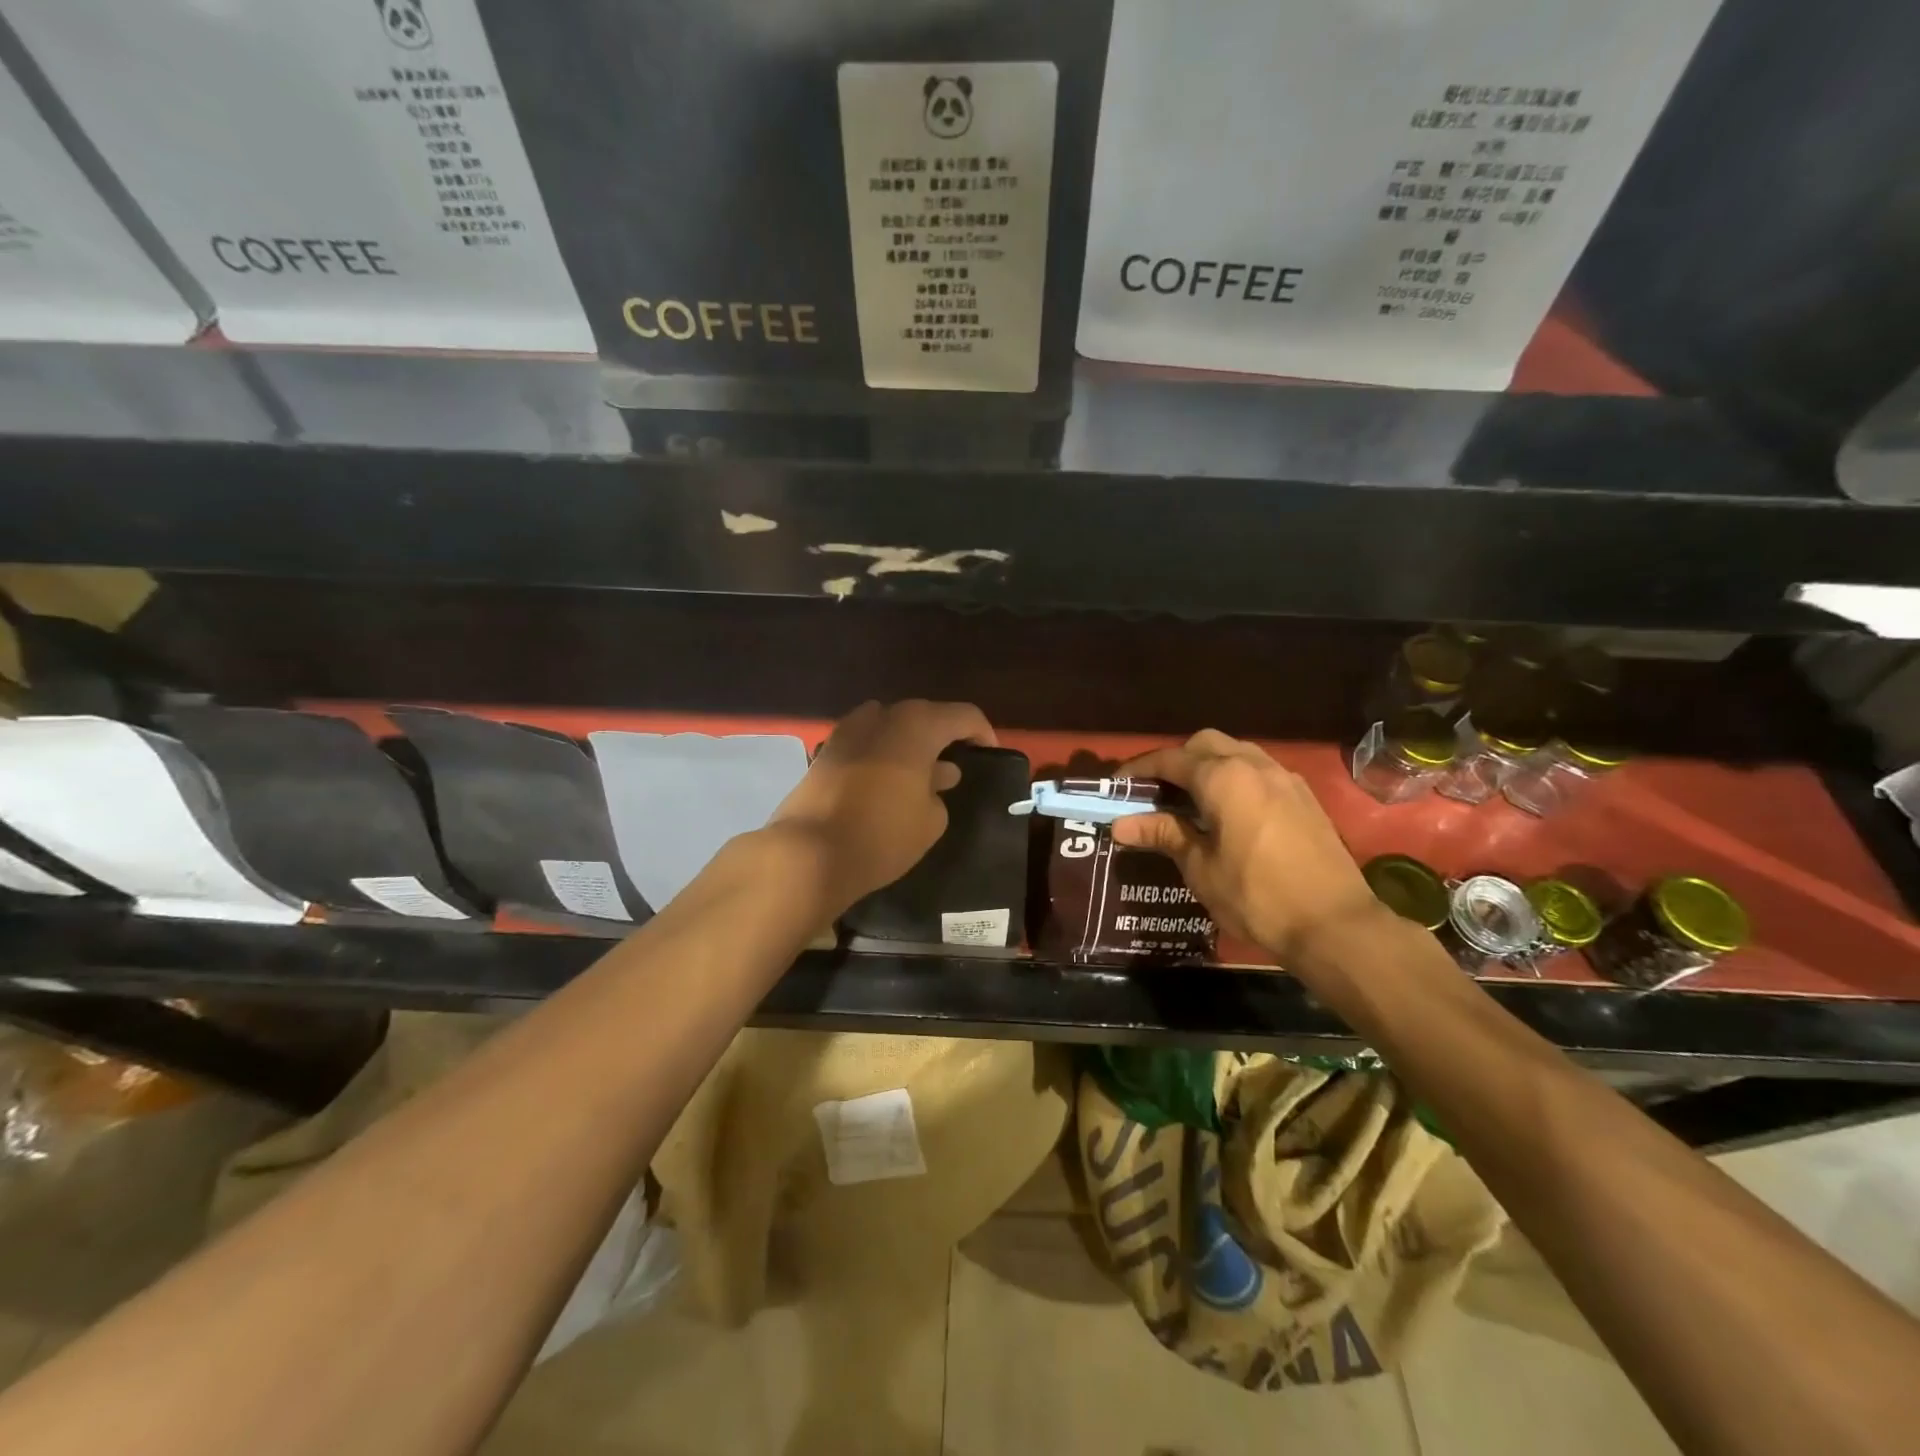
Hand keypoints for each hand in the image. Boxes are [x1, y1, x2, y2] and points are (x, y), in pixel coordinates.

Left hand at [768, 699, 995, 914]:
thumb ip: (939, 790)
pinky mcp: (824, 751)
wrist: (808, 853)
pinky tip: (885, 781)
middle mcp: (881, 716)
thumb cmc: (882, 835)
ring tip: (919, 772)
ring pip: (889, 726)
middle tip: (956, 762)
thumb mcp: (930, 820)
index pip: (963, 715)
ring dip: (908, 743)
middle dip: (942, 735)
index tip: (990, 754)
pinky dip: (881, 754)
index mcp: (916, 725)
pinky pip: (865, 743)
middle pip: (923, 716)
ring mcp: (847, 731)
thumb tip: (938, 775)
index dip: (982, 732)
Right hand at [1110, 730, 1381, 962]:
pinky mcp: (1304, 796)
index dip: (1140, 770)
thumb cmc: (1257, 896)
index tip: (1118, 785)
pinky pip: (1260, 770)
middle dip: (1176, 760)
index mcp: (1223, 778)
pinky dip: (1236, 778)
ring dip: (1208, 766)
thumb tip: (1120, 824)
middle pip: (1204, 744)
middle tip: (1156, 791)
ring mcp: (1284, 778)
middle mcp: (1254, 765)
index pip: (1170, 760)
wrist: (1335, 924)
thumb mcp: (1201, 868)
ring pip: (1236, 753)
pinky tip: (1229, 811)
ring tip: (1190, 799)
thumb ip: (1163, 835)